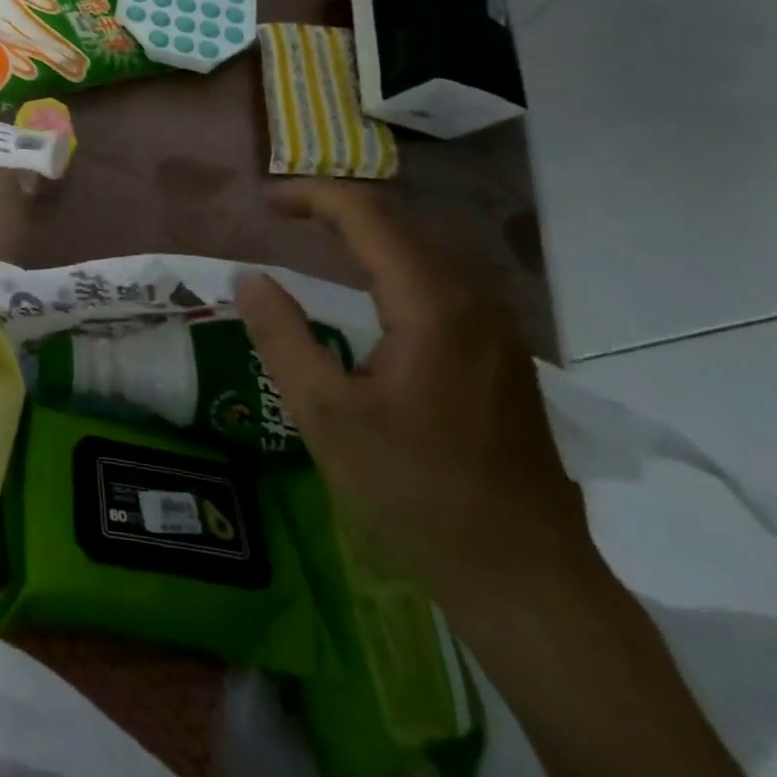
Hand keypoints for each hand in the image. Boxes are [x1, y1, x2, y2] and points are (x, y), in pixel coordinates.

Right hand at [237, 181, 594, 613]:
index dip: (313, 196)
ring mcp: (497, 330)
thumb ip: (282, 337)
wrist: (527, 580)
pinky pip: (441, 283)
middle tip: (282, 213)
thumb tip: (249, 277)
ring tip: (316, 237)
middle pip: (400, 224)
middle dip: (336, 207)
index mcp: (432, 306)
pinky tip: (371, 290)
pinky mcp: (503, 357)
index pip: (368, 216)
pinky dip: (393, 264)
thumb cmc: (416, 493)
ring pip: (425, 251)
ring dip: (367, 234)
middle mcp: (473, 302)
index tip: (265, 202)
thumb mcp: (326, 416)